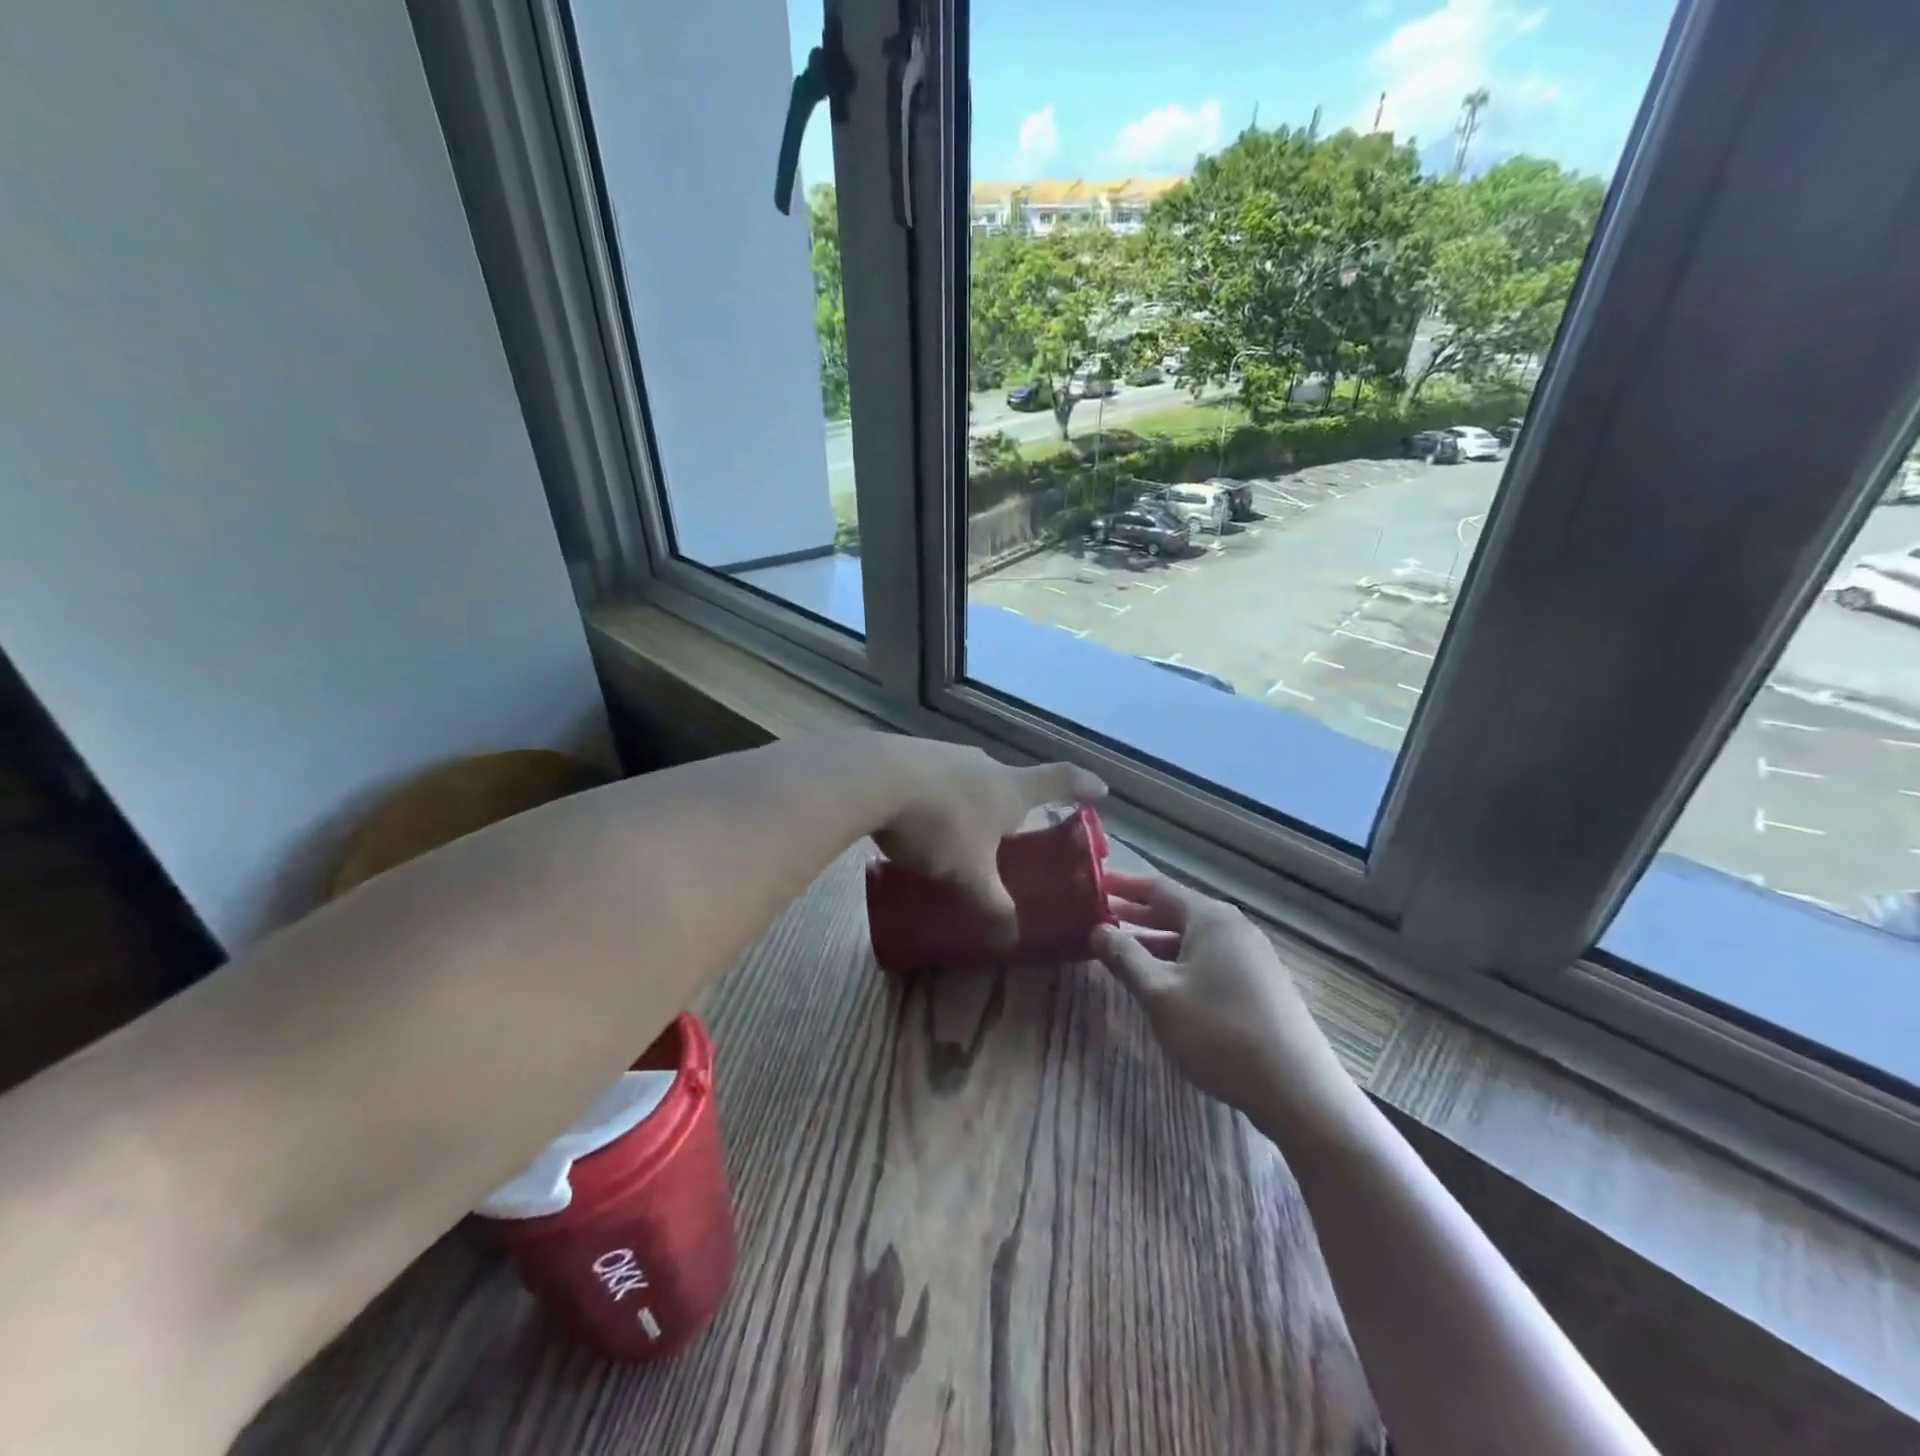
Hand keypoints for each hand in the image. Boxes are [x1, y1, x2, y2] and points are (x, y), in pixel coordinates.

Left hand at [870, 738, 1104, 940]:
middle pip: (1011, 781)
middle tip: (1012, 831)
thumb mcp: (969, 873)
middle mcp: (984, 763)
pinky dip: (939, 795)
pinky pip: (937, 777)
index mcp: (1010, 787)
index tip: (1100, 788)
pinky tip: (919, 817)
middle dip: (1015, 804)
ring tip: (960, 830)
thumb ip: (993, 903)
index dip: (1083, 785)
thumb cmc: (938, 824)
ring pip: (971, 778)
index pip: (1060, 780)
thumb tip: (1011, 935)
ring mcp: (947, 752)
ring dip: (972, 800)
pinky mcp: (912, 753)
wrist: (872, 778)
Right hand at [1092, 871, 1361, 1136]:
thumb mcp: (1160, 994)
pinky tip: (1162, 982)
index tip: (1093, 885)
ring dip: (1155, 942)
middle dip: (1137, 914)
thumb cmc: (1220, 1033)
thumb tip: (1097, 929)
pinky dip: (1178, 961)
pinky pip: (1209, 959)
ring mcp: (1251, 956)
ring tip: (1121, 950)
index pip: (1158, 888)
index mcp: (1211, 919)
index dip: (1124, 886)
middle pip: (1177, 910)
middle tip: (1098, 917)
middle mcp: (1233, 927)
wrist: (1297, 1090)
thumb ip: (1125, 958)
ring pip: (1192, 939)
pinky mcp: (1259, 984)